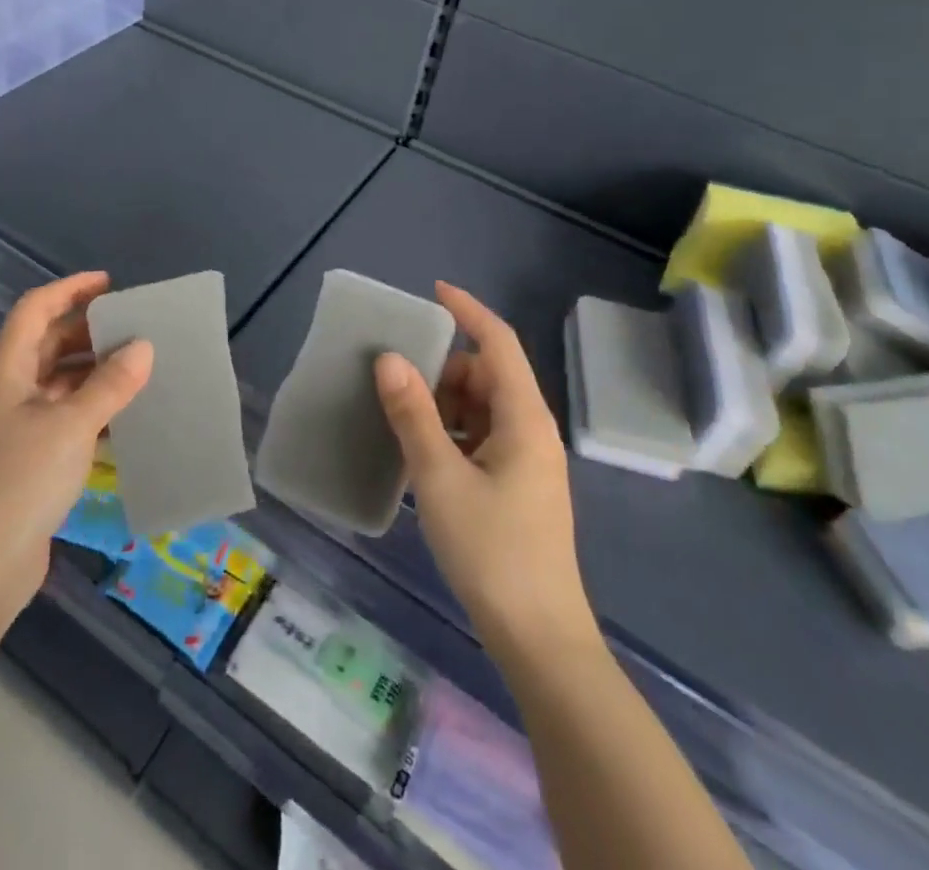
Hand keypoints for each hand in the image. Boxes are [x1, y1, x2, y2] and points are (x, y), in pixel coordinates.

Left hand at [0, 272, 152, 617]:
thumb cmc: (20, 481)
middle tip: (134, 327)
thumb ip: (110, 384)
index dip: (70, 289)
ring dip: (95, 370)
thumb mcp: (71, 425)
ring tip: (139, 367)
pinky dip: (93, 407)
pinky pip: (65, 415)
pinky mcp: (30, 457)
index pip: (36, 309)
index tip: (110, 284)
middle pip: (48, 342)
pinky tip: (126, 415)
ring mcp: (17, 425)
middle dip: (88, 331)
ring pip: (59, 380)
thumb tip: (144, 345)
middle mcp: (9, 389)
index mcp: (7, 368)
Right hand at [375, 282, 598, 661]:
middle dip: (444, 370)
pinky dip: (454, 433)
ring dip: (446, 405)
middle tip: (399, 383)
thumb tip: (389, 358)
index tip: (433, 291)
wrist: (539, 638)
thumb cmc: (492, 551)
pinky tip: (425, 456)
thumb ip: (413, 414)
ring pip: (483, 407)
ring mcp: (527, 460)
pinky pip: (483, 437)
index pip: (498, 342)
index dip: (468, 311)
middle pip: (487, 375)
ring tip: (406, 423)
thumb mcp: (441, 478)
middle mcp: (531, 430)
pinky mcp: (518, 486)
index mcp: (524, 418)